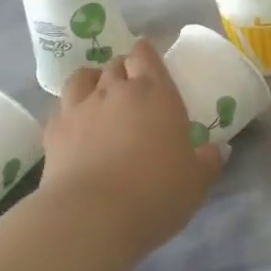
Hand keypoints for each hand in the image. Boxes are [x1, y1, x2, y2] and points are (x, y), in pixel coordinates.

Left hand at [41, 38, 223, 259]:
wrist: (92, 217)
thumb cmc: (155, 193)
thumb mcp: (196, 182)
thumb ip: (208, 161)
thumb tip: (216, 149)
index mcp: (156, 94)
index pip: (146, 55)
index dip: (146, 53)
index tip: (148, 60)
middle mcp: (116, 91)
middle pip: (116, 64)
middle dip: (124, 69)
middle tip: (131, 87)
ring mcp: (80, 108)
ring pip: (83, 77)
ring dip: (93, 80)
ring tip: (98, 95)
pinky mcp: (54, 131)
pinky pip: (61, 107)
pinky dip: (70, 110)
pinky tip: (75, 125)